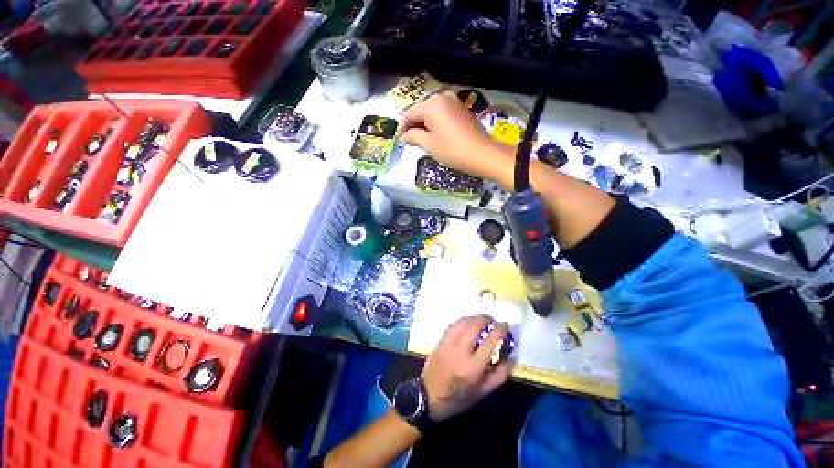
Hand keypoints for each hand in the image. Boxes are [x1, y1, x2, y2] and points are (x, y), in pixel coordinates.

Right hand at [400, 91, 513, 180]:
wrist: (482, 153)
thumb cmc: (452, 149)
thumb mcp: (429, 144)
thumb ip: (413, 137)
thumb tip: (404, 136)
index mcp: (432, 104)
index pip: (410, 113)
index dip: (403, 127)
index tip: (399, 140)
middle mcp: (443, 97)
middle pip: (422, 111)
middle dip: (414, 126)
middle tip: (410, 141)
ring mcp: (455, 102)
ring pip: (433, 113)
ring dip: (425, 125)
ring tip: (422, 140)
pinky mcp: (463, 110)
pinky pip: (443, 114)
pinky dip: (436, 124)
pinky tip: (436, 136)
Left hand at [421, 315, 513, 421]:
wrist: (429, 396)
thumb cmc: (458, 397)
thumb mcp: (483, 392)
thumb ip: (500, 375)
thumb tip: (511, 357)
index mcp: (474, 366)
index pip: (490, 341)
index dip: (499, 330)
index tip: (505, 325)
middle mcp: (461, 351)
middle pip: (475, 326)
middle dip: (485, 319)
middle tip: (492, 321)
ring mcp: (448, 343)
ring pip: (463, 322)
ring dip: (474, 318)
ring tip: (481, 320)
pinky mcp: (440, 340)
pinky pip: (453, 325)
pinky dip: (463, 321)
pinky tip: (467, 323)